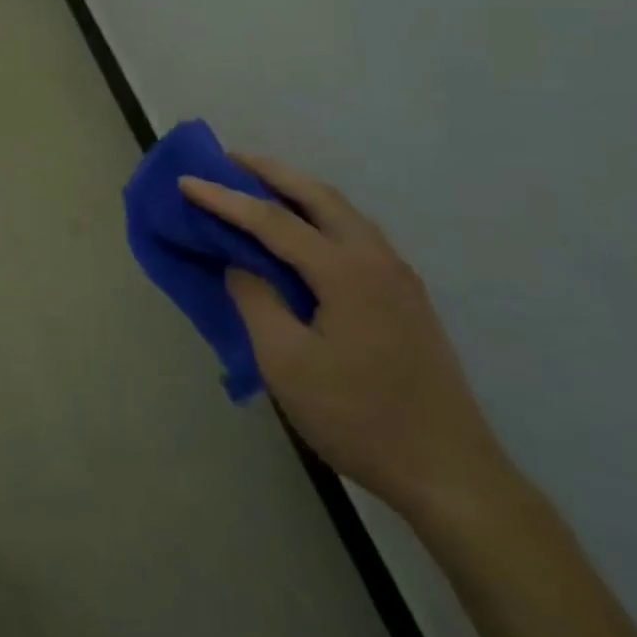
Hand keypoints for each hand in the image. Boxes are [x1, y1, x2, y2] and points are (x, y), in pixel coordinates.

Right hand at [179, 156, 510, 522]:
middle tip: (229, 160)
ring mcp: (398, 277)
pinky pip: (355, 234)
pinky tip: (304, 233)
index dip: (225, 199)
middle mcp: (375, 259)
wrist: (452, 476)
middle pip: (317, 195)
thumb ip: (255, 301)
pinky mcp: (406, 297)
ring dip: (298, 191)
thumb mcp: (286, 364)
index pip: (272, 220)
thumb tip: (240, 266)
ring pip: (342, 211)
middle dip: (270, 172)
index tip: (185, 181)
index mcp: (345, 271)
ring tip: (260, 188)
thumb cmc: (359, 418)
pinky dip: (320, 216)